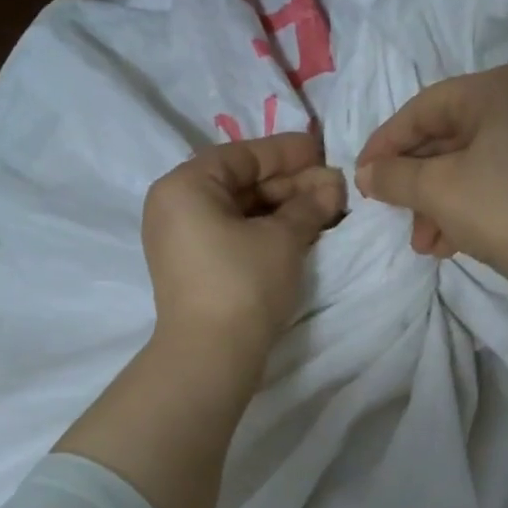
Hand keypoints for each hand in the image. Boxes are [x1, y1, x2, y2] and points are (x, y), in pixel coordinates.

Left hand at [143, 133, 345, 362]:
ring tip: (325, 209)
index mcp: (185, 186)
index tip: (323, 152)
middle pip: (240, 183)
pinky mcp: (194, 268)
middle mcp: (175, 206)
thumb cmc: (243, 283)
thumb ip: (309, 204)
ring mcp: (181, 240)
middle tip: (333, 187)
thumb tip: (332, 185)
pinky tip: (301, 231)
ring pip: (239, 211)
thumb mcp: (282, 238)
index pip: (242, 155)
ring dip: (282, 209)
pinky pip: (232, 235)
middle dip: (290, 184)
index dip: (287, 153)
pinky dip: (265, 231)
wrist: (211, 355)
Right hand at [354, 64, 507, 280]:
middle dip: (415, 184)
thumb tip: (365, 174)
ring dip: (437, 204)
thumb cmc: (500, 208)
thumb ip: (393, 176)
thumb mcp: (436, 190)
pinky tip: (448, 244)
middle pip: (448, 138)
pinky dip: (466, 207)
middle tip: (392, 214)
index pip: (425, 108)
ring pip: (469, 165)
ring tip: (423, 244)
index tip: (361, 175)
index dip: (386, 143)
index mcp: (499, 88)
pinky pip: (494, 180)